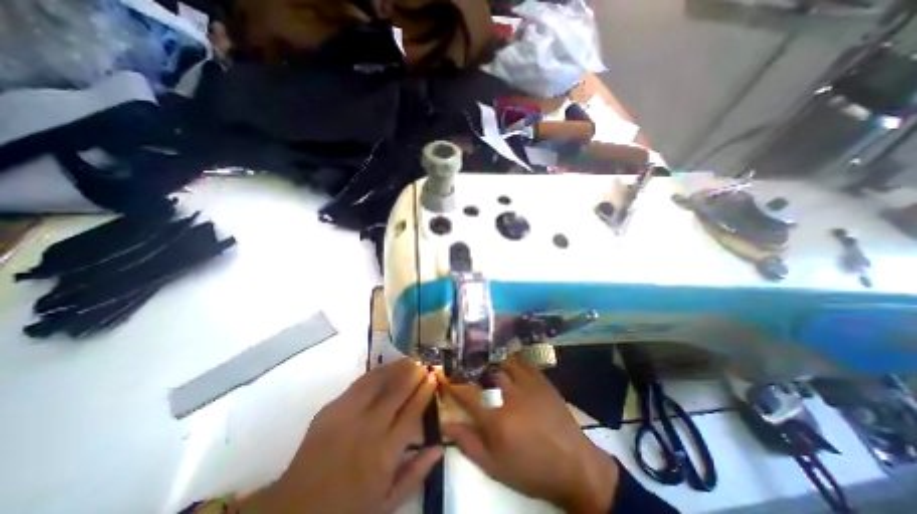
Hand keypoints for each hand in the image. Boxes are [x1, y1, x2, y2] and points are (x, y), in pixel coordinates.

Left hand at [244, 360, 443, 512]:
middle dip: (413, 374)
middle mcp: (368, 428)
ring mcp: (347, 415)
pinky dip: (376, 372)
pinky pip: (359, 383)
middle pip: (397, 391)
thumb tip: (439, 447)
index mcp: (385, 453)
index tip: (433, 378)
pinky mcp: (331, 408)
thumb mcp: (386, 504)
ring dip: (396, 368)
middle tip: (424, 364)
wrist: (295, 510)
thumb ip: (415, 474)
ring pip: (378, 381)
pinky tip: (385, 368)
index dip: (424, 391)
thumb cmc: (347, 509)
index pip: (412, 412)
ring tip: (408, 359)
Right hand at [443, 356, 619, 513]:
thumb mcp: (495, 466)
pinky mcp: (542, 380)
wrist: (573, 465)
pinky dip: (513, 360)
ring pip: (504, 363)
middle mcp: (510, 396)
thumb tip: (447, 424)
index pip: (466, 395)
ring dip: (493, 363)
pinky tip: (509, 363)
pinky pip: (523, 362)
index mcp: (496, 420)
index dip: (452, 384)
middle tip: (468, 369)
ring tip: (487, 364)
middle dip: (474, 369)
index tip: (443, 376)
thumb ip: (468, 444)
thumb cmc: (530, 469)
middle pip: (485, 373)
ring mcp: (528, 385)